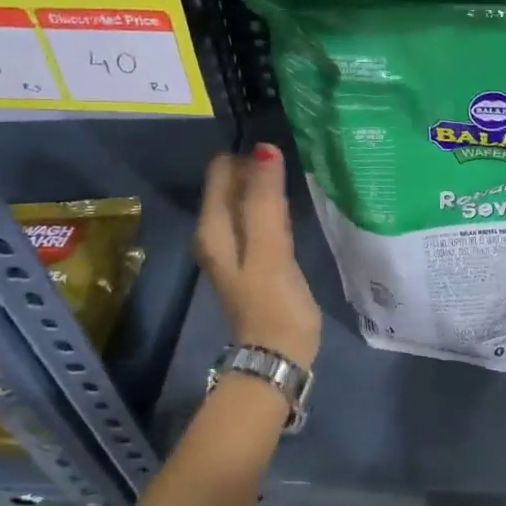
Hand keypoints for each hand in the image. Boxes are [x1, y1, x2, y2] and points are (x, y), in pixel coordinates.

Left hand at [195, 142, 320, 368]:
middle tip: (289, 160)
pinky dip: (271, 208)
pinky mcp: (255, 259)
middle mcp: (216, 233)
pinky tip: (289, 206)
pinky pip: (258, 220)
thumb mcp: (269, 248)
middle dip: (255, 168)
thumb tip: (265, 149)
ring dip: (264, 188)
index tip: (278, 150)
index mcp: (212, 227)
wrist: (277, 356)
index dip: (246, 156)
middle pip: (232, 185)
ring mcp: (235, 248)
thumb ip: (264, 199)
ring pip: (245, 202)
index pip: (221, 171)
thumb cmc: (274, 303)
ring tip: (293, 175)